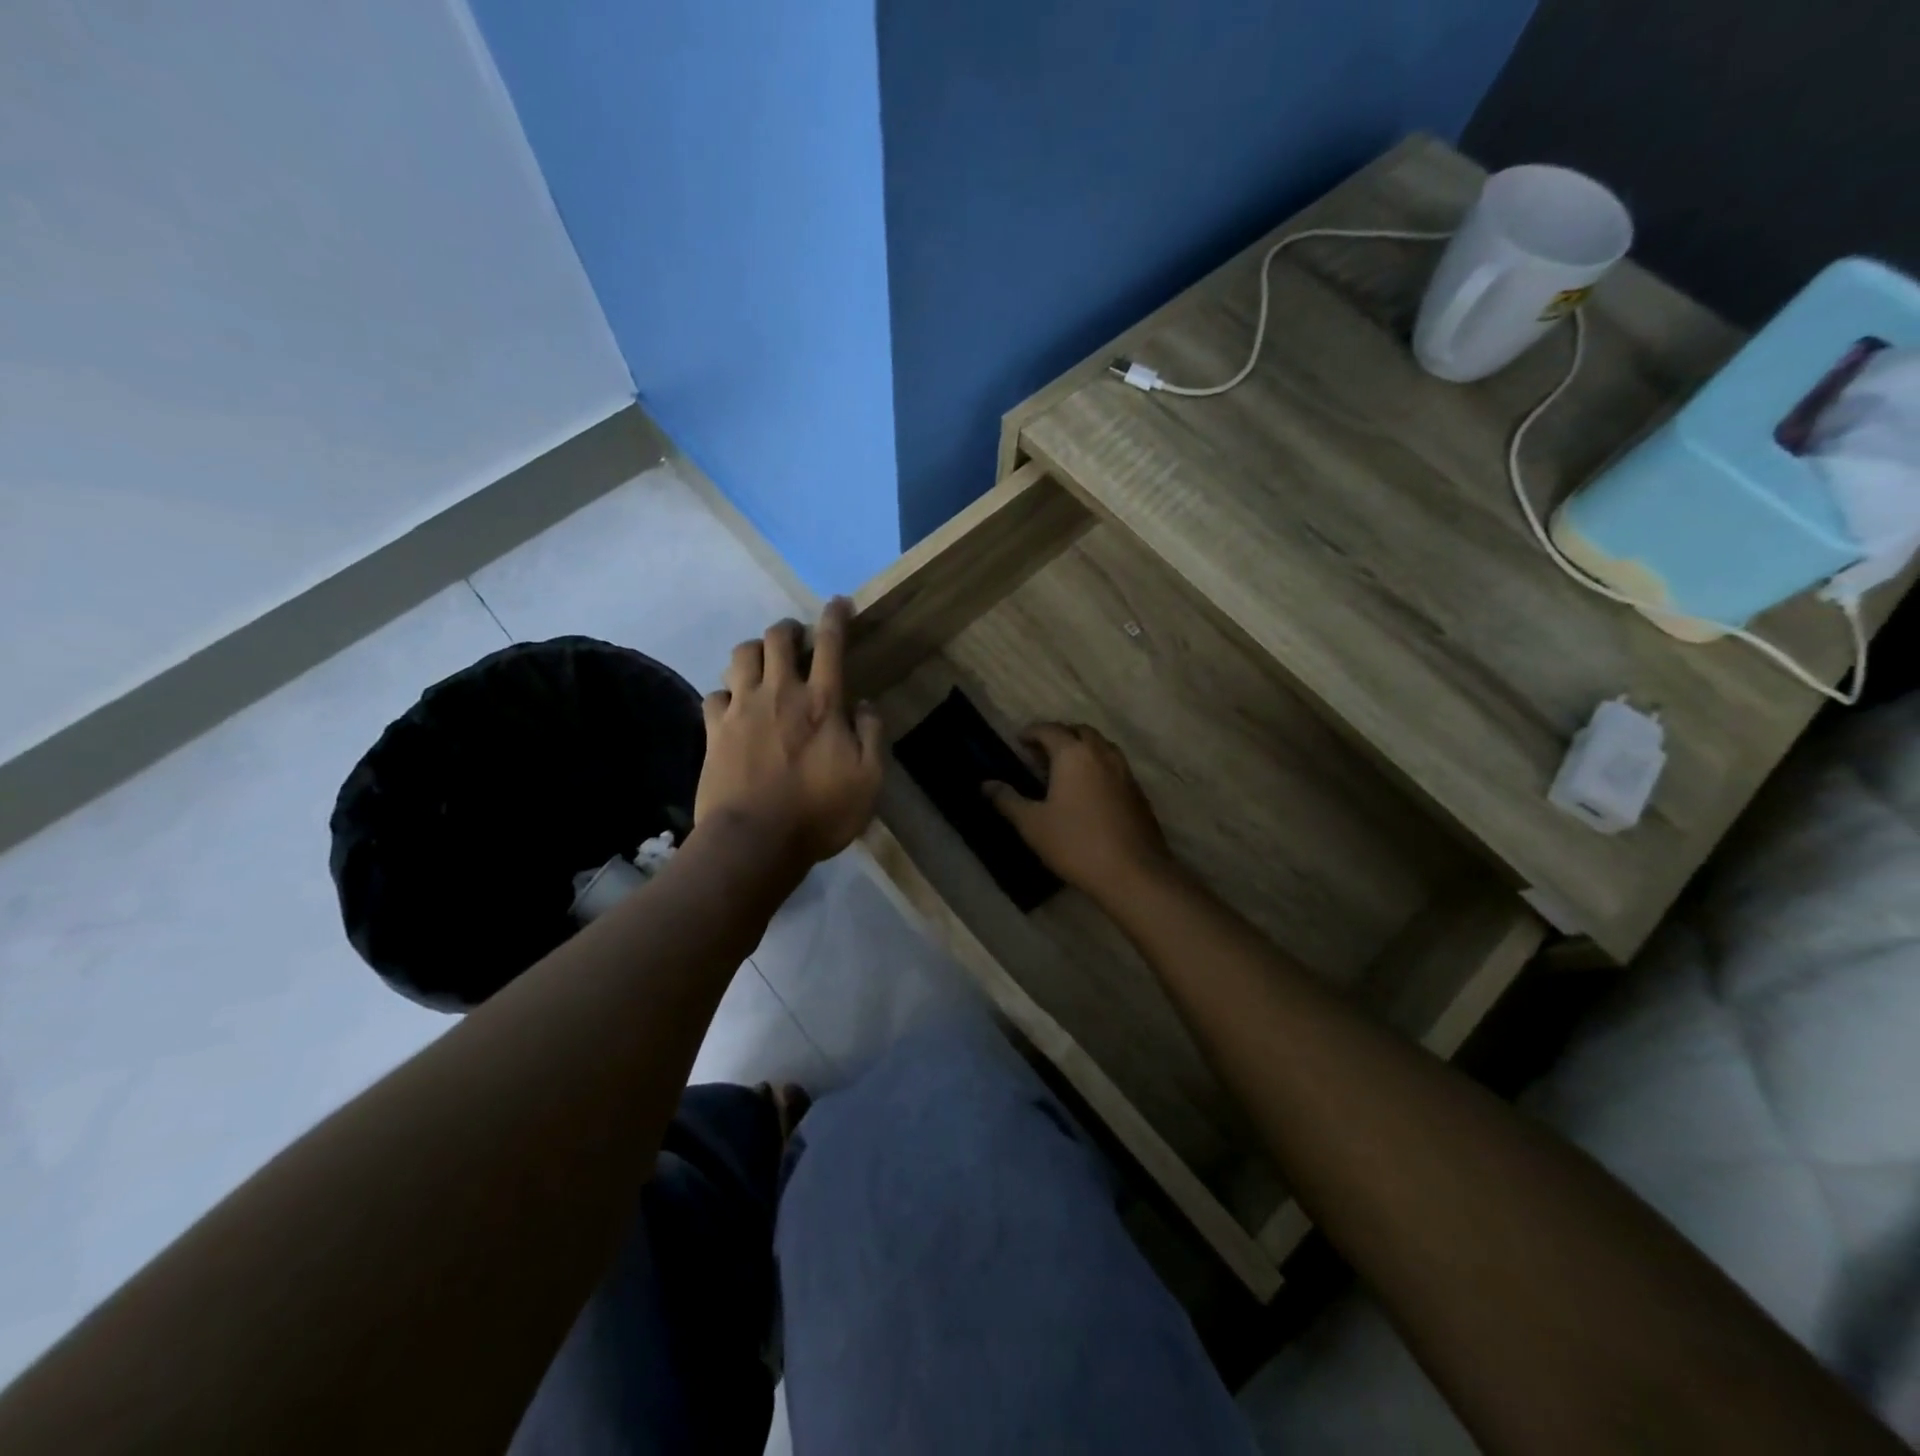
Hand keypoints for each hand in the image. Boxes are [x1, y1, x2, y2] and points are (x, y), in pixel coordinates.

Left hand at [696, 598, 884, 865]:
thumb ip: (872, 736)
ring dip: (755, 651)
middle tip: (797, 638)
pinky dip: (727, 692)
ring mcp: (742, 708)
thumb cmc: (819, 813)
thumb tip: (867, 704)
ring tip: (763, 664)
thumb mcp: (869, 780)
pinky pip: (715, 694)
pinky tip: (734, 704)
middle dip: (789, 628)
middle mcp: (780, 692)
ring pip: (742, 655)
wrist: (754, 841)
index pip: (830, 644)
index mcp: (823, 702)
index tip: (838, 603)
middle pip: (778, 637)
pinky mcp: (715, 729)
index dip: (835, 617)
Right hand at [984, 723, 1176, 905]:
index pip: (1049, 730)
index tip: (1018, 740)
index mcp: (1073, 754)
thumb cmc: (1076, 843)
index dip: (1031, 732)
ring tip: (1065, 769)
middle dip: (1059, 736)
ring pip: (1101, 746)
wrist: (1134, 872)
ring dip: (1082, 749)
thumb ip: (1008, 800)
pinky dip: (1098, 766)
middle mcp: (1101, 753)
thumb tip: (986, 784)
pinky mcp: (1138, 791)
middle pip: (1079, 731)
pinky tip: (1089, 791)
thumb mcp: (1032, 824)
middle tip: (1041, 753)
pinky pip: (1114, 766)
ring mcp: (1125, 771)